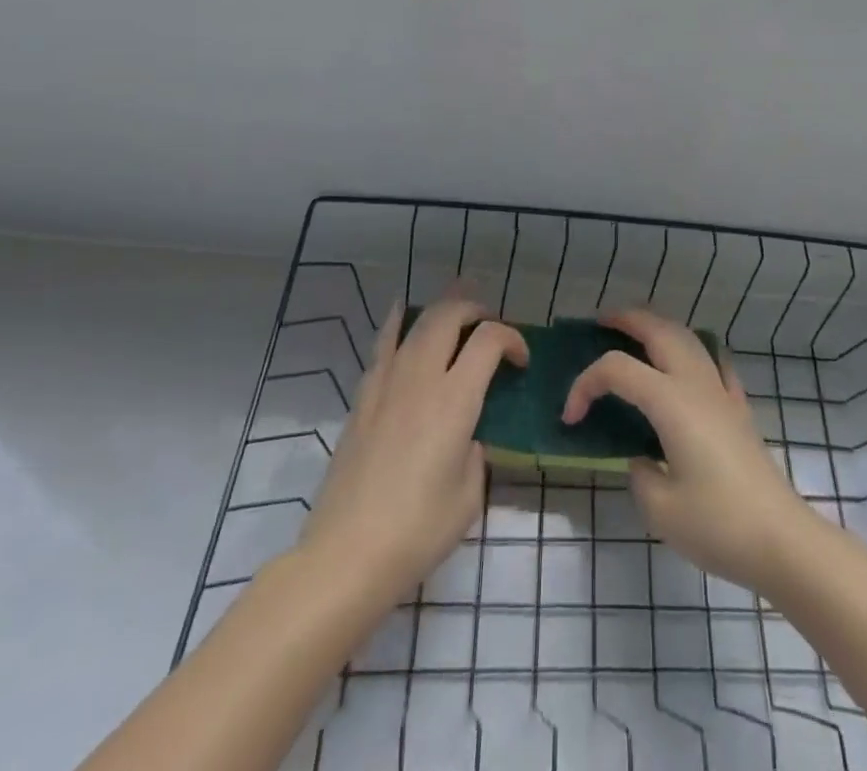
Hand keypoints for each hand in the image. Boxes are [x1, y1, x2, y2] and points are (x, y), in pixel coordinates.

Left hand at [297, 293, 526, 605]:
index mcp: (455, 399)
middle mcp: (421, 377)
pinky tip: (403, 318)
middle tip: (489, 328)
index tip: (521, 361)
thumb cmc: (418, 531)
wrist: (346, 555)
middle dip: (476, 310)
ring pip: (415, 321)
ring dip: (441, 310)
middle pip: (449, 314)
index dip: (513, 339)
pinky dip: (399, 323)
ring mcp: (386, 383)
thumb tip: (468, 435)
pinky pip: (383, 343)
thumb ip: (477, 452)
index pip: (489, 339)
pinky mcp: (361, 398)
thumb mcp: (470, 494)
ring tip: (455, 314)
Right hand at [562, 307, 820, 594]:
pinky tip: (689, 362)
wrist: (780, 540)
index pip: (617, 369)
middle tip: (600, 323)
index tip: (570, 418)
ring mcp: (722, 391)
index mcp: (670, 401)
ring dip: (658, 326)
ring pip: (687, 337)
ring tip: (636, 333)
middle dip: (626, 319)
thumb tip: (642, 457)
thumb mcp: (660, 507)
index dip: (585, 384)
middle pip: (658, 330)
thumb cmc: (717, 524)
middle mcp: (695, 383)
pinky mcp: (739, 407)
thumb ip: (639, 473)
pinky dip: (694, 350)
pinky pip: (714, 361)